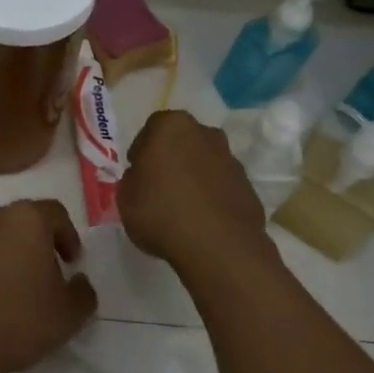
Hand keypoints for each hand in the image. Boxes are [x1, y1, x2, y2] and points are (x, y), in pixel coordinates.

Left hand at [0, 200, 97, 372]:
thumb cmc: (17, 321)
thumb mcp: (68, 315)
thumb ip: (83, 292)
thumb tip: (77, 281)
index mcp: (26, 220)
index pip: (56, 214)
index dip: (69, 237)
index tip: (72, 263)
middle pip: (22, 222)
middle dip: (36, 243)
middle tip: (45, 274)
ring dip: (6, 254)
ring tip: (12, 288)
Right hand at [119, 110, 269, 275]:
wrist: (218, 246)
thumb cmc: (161, 213)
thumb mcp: (125, 197)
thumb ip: (133, 180)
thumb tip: (143, 177)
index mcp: (172, 127)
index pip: (151, 130)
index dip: (142, 152)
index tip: (138, 173)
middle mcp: (205, 134)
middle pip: (183, 142)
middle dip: (172, 159)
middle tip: (159, 187)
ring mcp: (231, 160)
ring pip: (205, 162)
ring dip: (194, 177)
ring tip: (182, 208)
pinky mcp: (248, 186)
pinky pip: (221, 186)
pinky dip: (212, 197)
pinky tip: (202, 221)